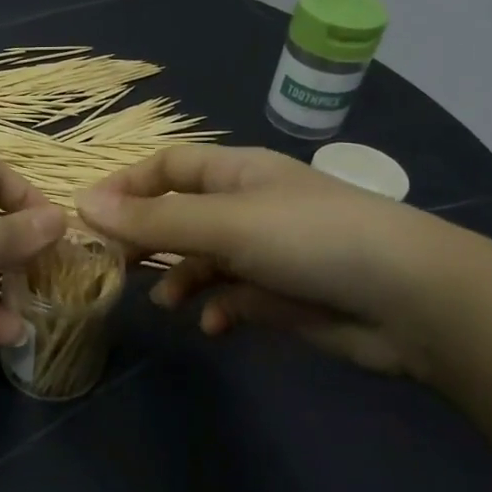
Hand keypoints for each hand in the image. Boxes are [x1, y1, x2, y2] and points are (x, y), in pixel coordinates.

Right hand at [76, 144, 445, 376]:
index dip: (127, 186)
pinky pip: (231, 298)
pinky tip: (212, 324)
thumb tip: (82, 205)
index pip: (169, 167)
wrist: (409, 299)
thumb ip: (153, 220)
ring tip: (166, 301)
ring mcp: (265, 253)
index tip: (89, 216)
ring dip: (180, 278)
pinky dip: (216, 309)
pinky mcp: (281, 296)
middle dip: (148, 239)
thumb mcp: (224, 223)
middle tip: (113, 266)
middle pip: (180, 216)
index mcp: (236, 173)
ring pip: (203, 261)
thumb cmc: (309, 238)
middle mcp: (247, 208)